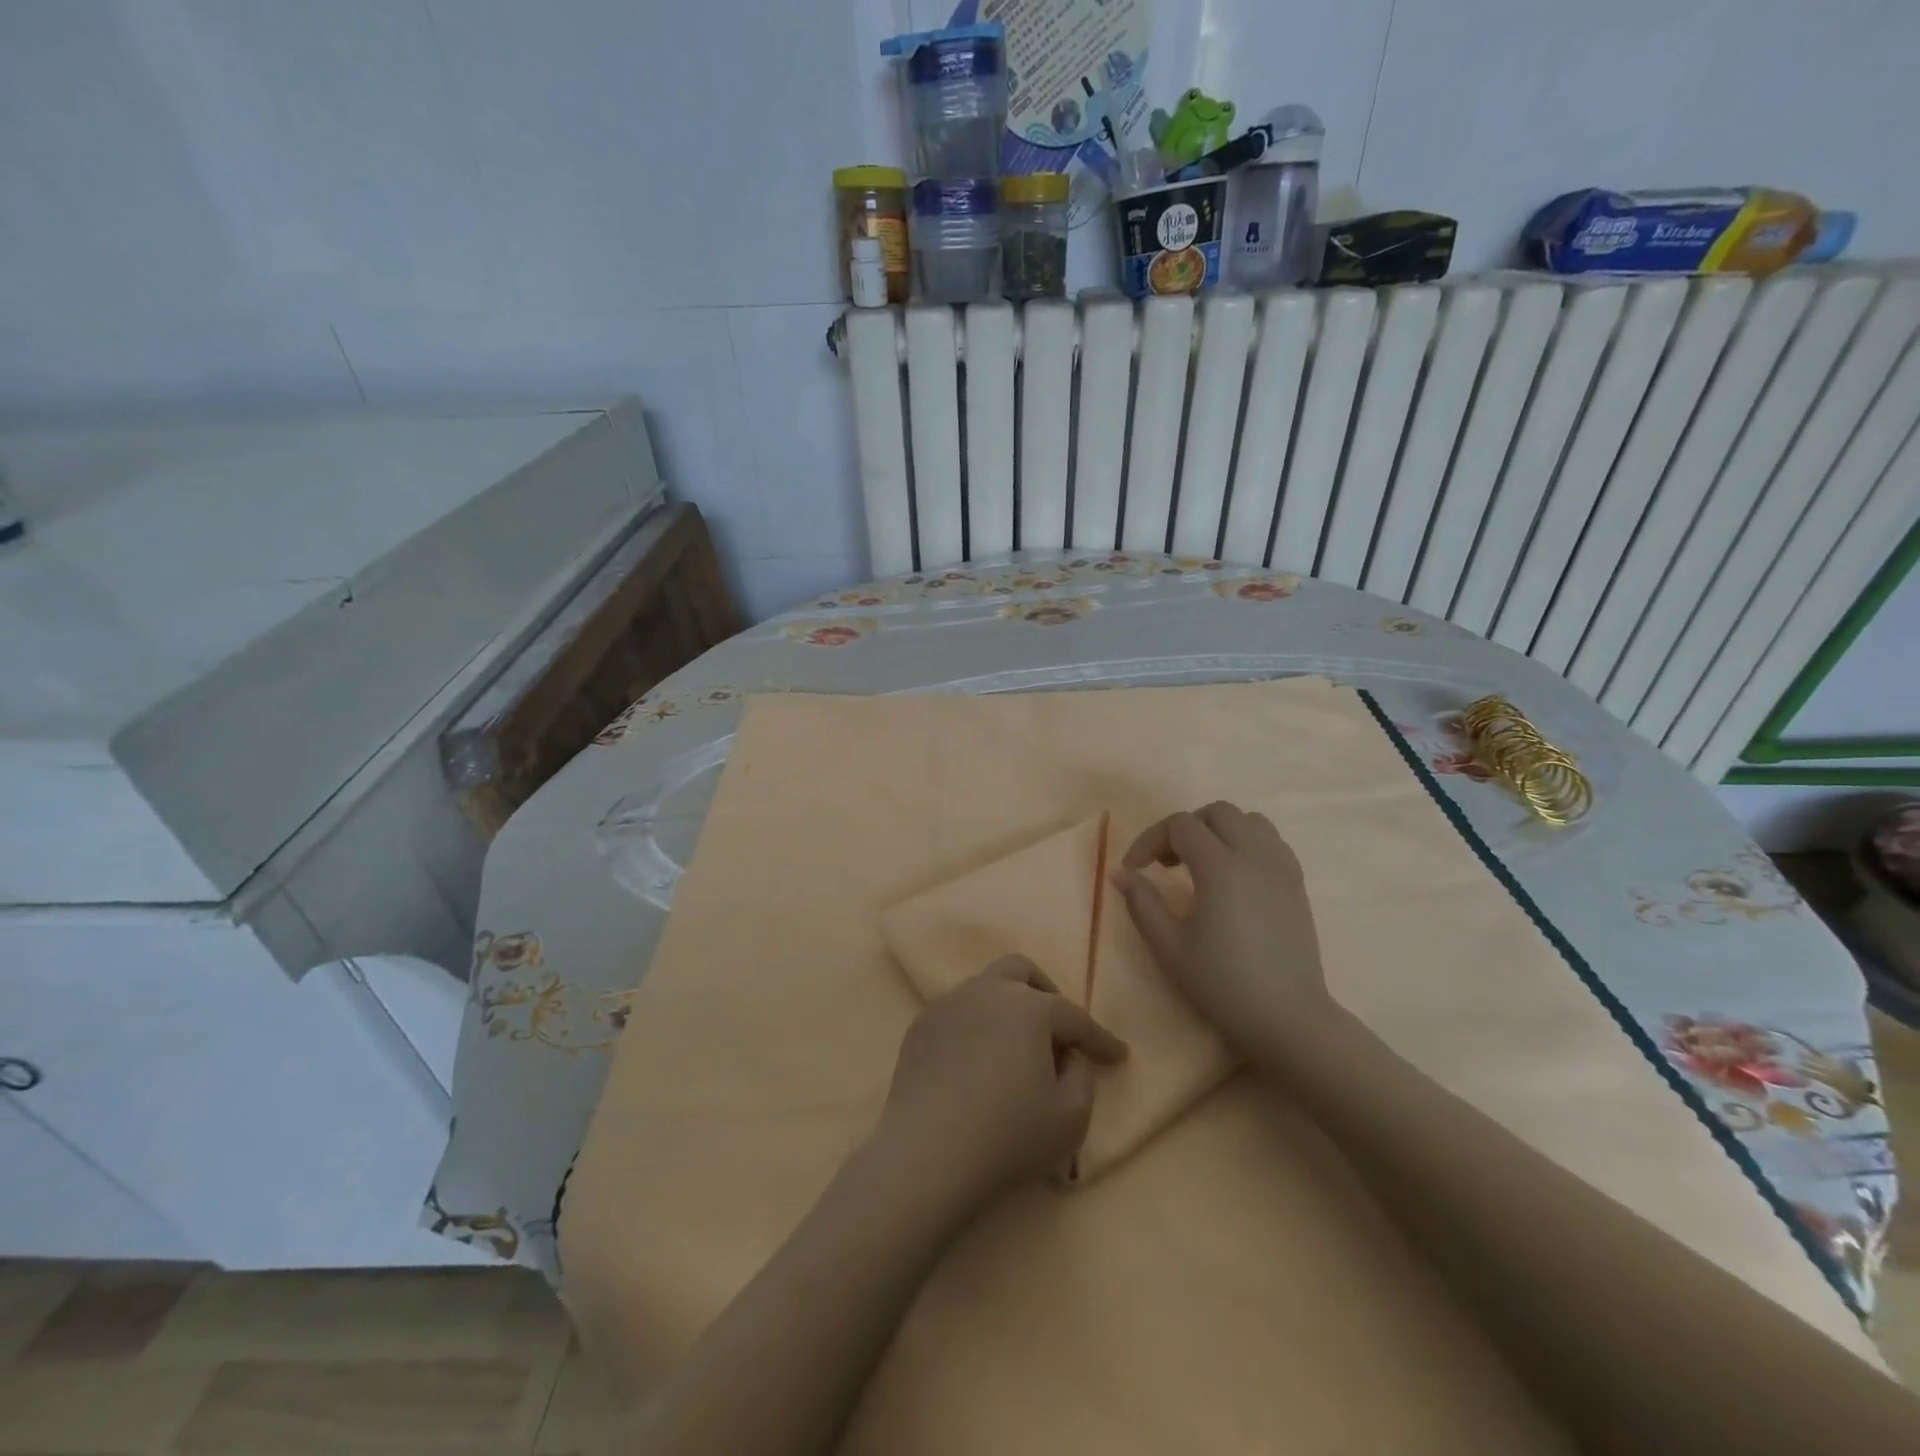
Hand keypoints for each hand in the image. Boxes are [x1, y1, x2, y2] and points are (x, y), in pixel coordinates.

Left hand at [876, 956, 1126, 1209]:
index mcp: (1029, 1007)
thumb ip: (1082, 1076)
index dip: (1100, 1038)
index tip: (1117, 1054)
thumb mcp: (1071, 1117)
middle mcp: (988, 991)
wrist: (926, 1153)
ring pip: (985, 987)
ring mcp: (949, 1004)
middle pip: (1021, 971)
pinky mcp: (921, 1025)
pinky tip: (977, 1060)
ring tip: (1015, 1046)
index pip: (1074, 1016)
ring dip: (1007, 1007)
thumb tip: (1069, 1055)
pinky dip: (976, 1025)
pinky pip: (958, 1012)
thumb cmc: (1007, 1136)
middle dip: (1046, 993)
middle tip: (1057, 1030)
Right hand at [1111, 801, 1336, 1062]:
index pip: (1179, 825)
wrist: (1288, 1018)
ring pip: (1249, 820)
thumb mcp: (1170, 947)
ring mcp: (1281, 867)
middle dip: (1185, 828)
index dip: (1149, 840)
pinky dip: (1246, 844)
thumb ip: (1142, 903)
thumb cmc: (1223, 984)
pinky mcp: (1297, 884)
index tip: (1135, 870)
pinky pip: (1271, 842)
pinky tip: (1233, 878)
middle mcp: (1254, 855)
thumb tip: (1120, 873)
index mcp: (1221, 866)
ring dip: (1219, 831)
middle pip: (1217, 812)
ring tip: (1201, 864)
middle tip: (1167, 864)